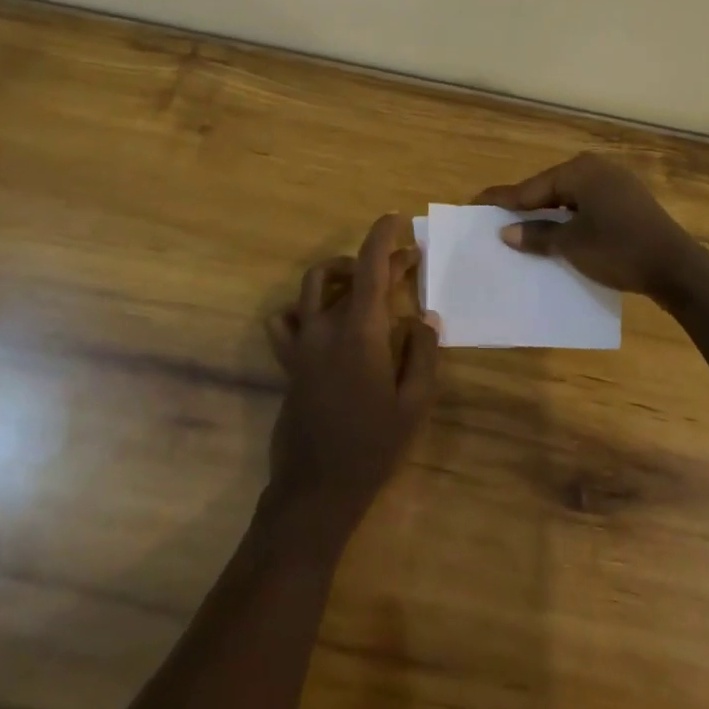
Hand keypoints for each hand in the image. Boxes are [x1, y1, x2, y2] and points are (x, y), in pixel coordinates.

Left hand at [265, 214, 439, 535]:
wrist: (316, 489)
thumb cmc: (373, 447)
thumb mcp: (414, 404)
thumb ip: (423, 353)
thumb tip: (423, 316)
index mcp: (360, 332)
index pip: (371, 268)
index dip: (384, 237)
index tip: (398, 219)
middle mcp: (325, 327)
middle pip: (351, 274)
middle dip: (380, 260)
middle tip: (409, 262)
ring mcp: (302, 342)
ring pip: (314, 284)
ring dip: (342, 272)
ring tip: (366, 282)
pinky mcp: (289, 359)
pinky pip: (285, 318)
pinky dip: (303, 307)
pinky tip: (323, 318)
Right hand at [477, 153, 703, 298]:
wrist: (679, 269)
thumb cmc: (619, 250)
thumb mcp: (571, 245)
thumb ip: (537, 235)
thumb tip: (507, 232)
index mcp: (580, 171)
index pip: (531, 187)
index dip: (503, 199)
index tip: (476, 202)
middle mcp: (598, 169)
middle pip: (550, 188)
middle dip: (525, 205)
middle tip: (497, 218)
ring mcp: (617, 184)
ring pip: (570, 197)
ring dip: (549, 214)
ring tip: (523, 228)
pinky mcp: (629, 202)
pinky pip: (588, 205)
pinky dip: (571, 218)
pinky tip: (560, 233)